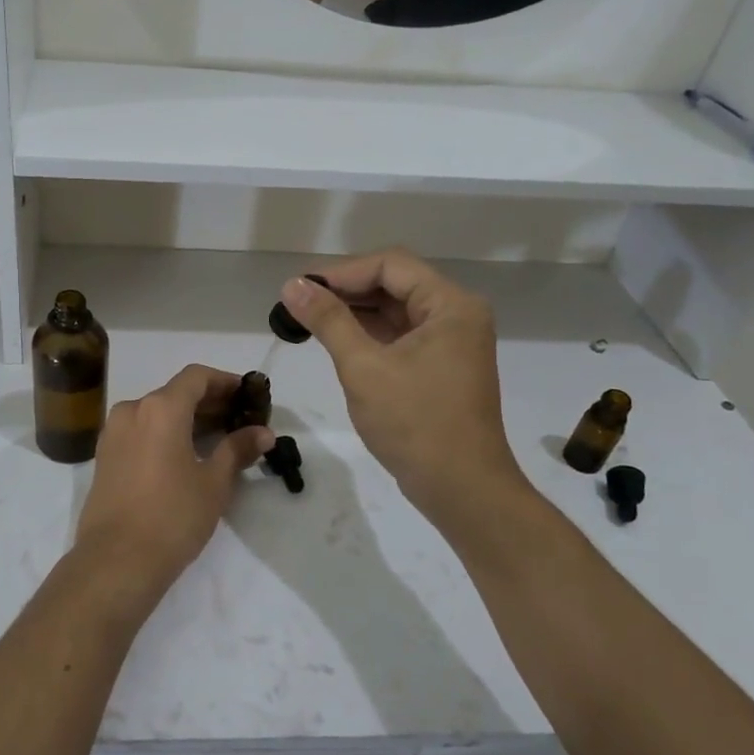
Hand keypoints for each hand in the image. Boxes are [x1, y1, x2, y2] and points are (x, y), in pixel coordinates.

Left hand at [72, 365, 274, 595]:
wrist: (116, 561)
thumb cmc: (172, 516)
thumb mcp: (214, 483)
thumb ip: (237, 449)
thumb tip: (264, 433)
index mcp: (160, 408)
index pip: (197, 377)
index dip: (225, 382)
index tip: (248, 395)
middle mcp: (132, 410)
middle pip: (176, 393)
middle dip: (210, 402)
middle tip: (241, 420)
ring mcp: (113, 433)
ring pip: (156, 412)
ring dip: (187, 419)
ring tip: (218, 439)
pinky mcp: (105, 456)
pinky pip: (141, 431)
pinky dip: (165, 433)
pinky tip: (186, 455)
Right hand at [280, 250, 529, 526]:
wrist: (461, 489)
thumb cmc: (415, 424)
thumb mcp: (363, 367)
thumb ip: (328, 321)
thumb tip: (292, 285)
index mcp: (451, 305)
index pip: (390, 265)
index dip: (342, 272)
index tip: (300, 288)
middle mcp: (456, 315)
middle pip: (394, 284)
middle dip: (345, 290)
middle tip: (298, 303)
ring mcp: (450, 343)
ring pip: (395, 311)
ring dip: (354, 312)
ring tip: (308, 319)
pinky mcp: (440, 367)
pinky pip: (400, 336)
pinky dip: (368, 335)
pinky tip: (335, 341)